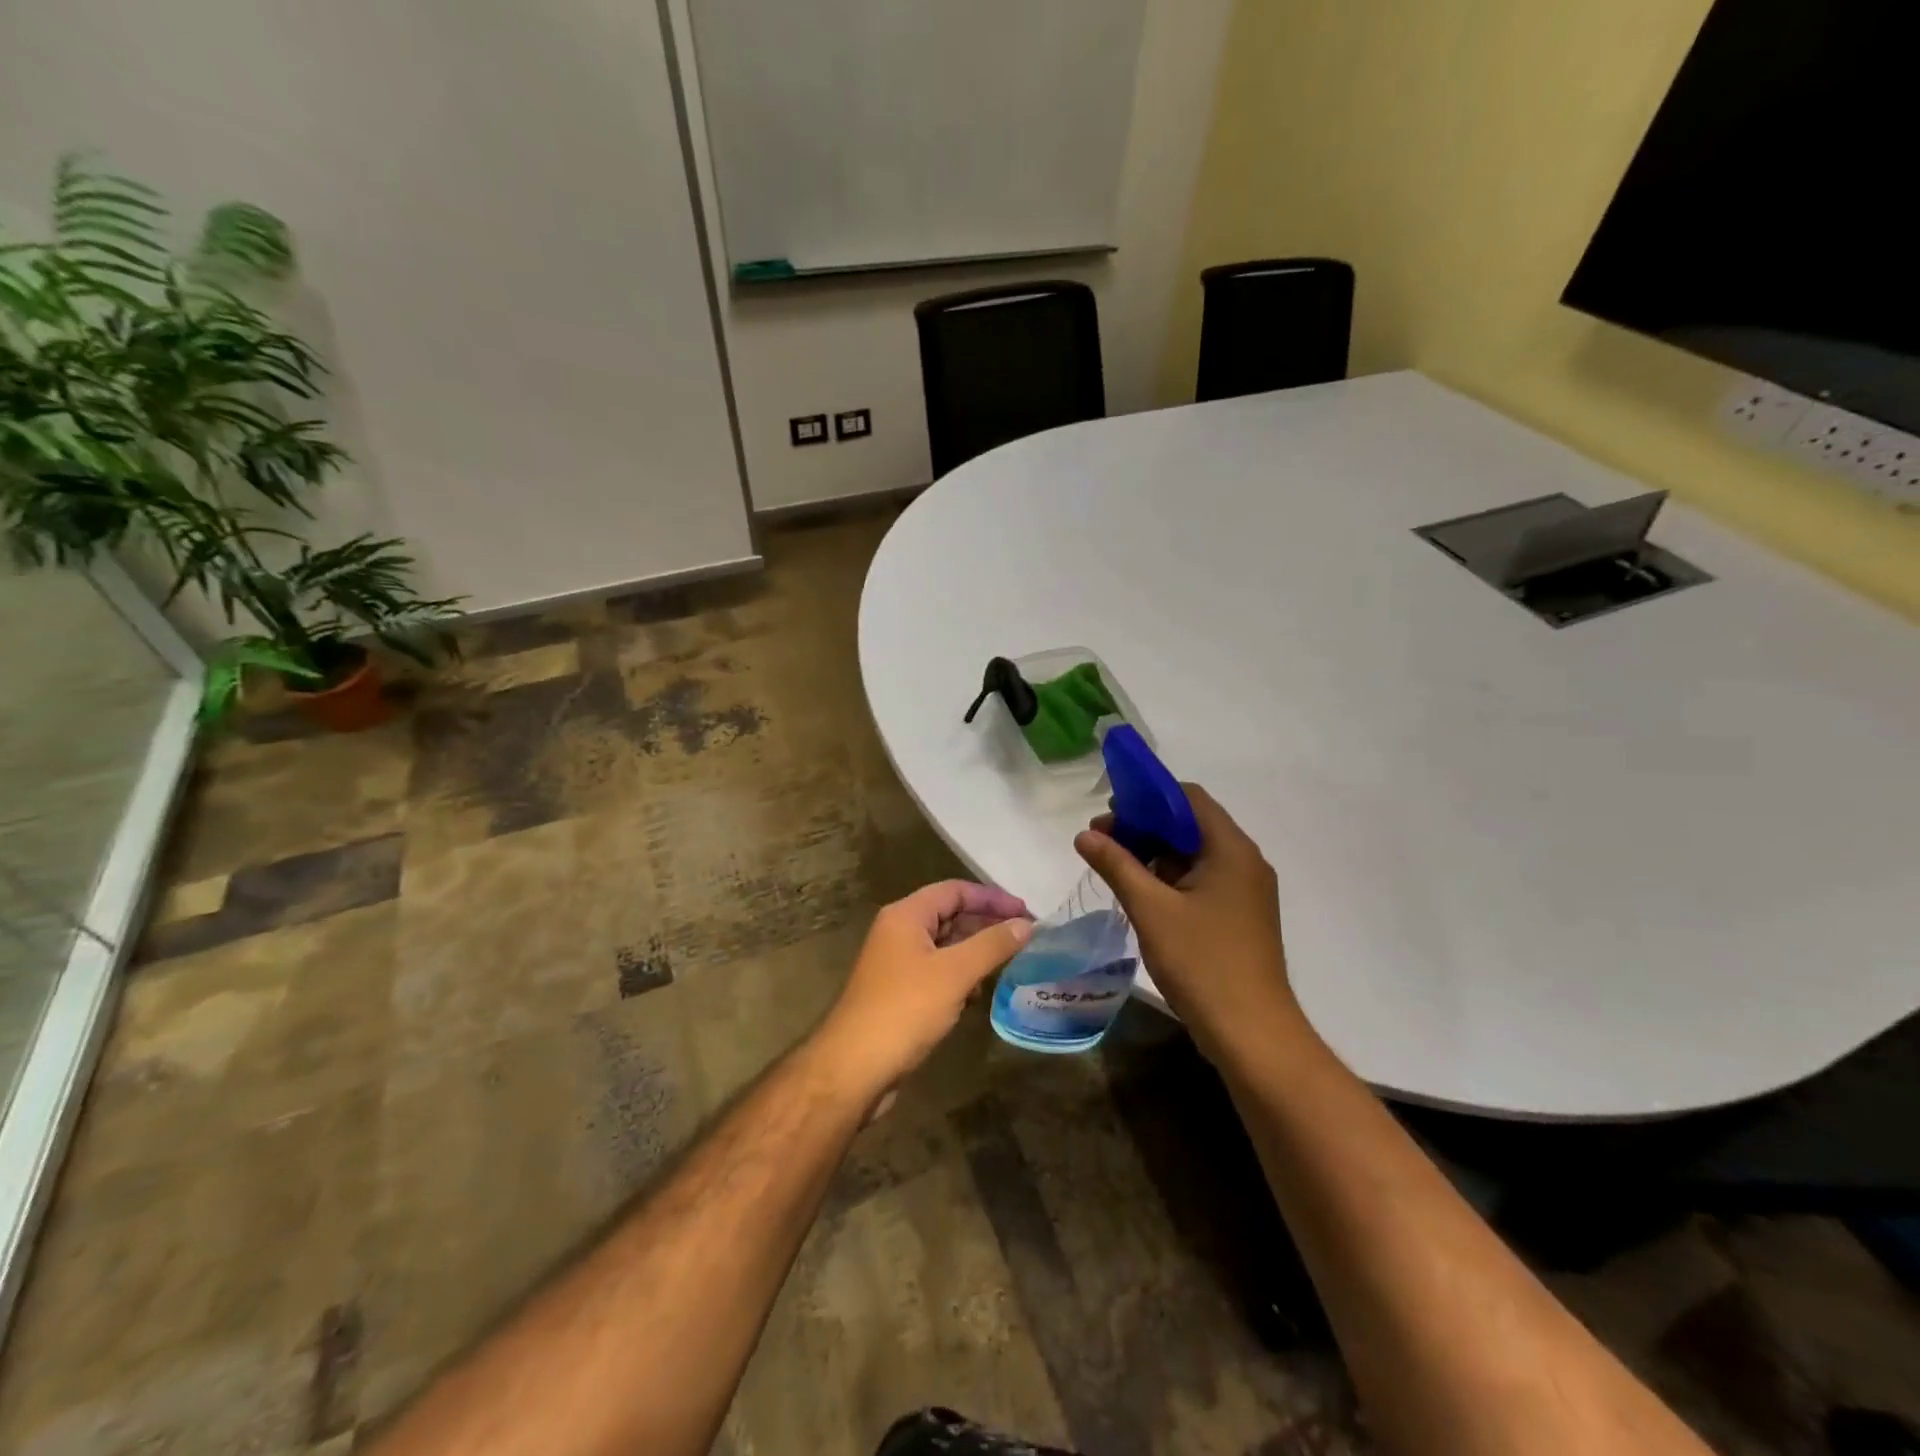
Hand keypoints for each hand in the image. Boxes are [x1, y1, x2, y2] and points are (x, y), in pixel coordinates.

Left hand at [815, 881, 1032, 1097]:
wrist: (855, 1068)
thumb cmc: (905, 1009)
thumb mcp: (955, 973)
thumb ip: (992, 944)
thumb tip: (1026, 924)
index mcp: (906, 915)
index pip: (955, 891)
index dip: (992, 898)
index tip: (1026, 913)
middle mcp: (899, 932)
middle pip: (950, 915)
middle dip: (987, 924)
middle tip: (1025, 937)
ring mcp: (897, 963)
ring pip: (945, 945)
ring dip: (976, 951)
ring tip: (1010, 962)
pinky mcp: (900, 992)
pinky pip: (937, 971)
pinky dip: (961, 975)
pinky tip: (980, 992)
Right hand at [1074, 784, 1299, 1060]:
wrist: (1252, 1034)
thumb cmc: (1202, 963)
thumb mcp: (1151, 909)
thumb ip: (1117, 865)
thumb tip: (1084, 834)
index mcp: (1231, 849)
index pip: (1188, 798)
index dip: (1148, 797)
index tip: (1111, 813)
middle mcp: (1244, 861)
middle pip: (1190, 824)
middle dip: (1145, 826)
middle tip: (1102, 842)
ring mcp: (1244, 890)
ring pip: (1194, 854)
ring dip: (1154, 853)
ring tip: (1114, 867)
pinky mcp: (1239, 915)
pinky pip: (1201, 879)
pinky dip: (1169, 877)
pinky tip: (1139, 893)